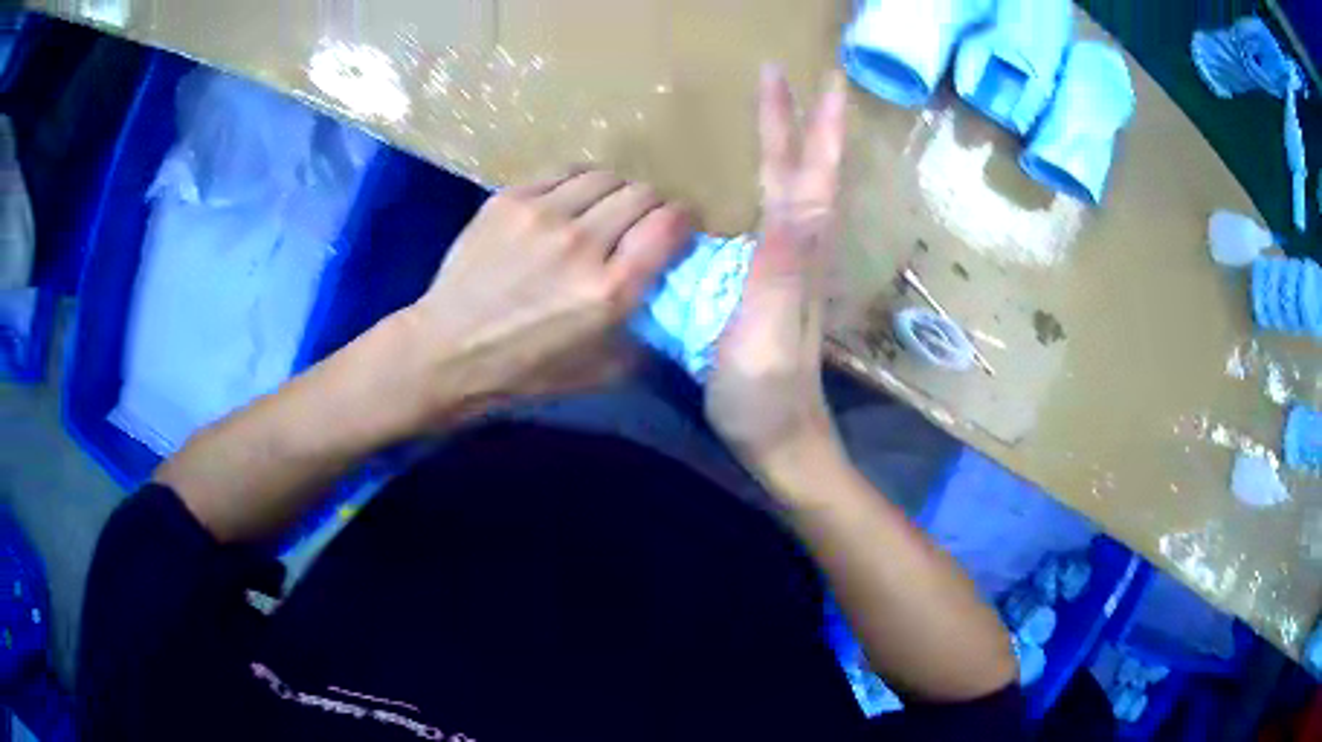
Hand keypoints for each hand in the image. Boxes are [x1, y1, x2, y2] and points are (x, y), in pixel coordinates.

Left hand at [405, 170, 692, 415]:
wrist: (446, 350)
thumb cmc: (523, 371)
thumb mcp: (600, 373)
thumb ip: (646, 339)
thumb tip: (671, 308)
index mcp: (610, 289)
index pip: (670, 224)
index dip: (685, 221)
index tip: (680, 230)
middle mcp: (581, 242)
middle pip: (643, 193)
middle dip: (653, 206)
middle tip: (640, 225)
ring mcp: (541, 214)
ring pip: (605, 175)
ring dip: (615, 192)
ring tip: (603, 211)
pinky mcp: (509, 199)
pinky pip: (562, 173)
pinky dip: (576, 186)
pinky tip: (566, 206)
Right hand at [706, 67, 847, 476]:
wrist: (781, 439)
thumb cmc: (765, 393)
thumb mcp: (767, 332)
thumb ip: (781, 267)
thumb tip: (798, 201)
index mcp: (797, 251)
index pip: (799, 173)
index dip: (796, 122)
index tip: (790, 75)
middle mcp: (804, 248)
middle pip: (809, 172)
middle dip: (809, 121)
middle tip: (804, 76)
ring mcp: (795, 265)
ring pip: (805, 189)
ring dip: (805, 145)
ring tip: (799, 112)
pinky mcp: (779, 281)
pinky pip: (786, 214)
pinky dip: (785, 181)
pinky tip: (775, 177)